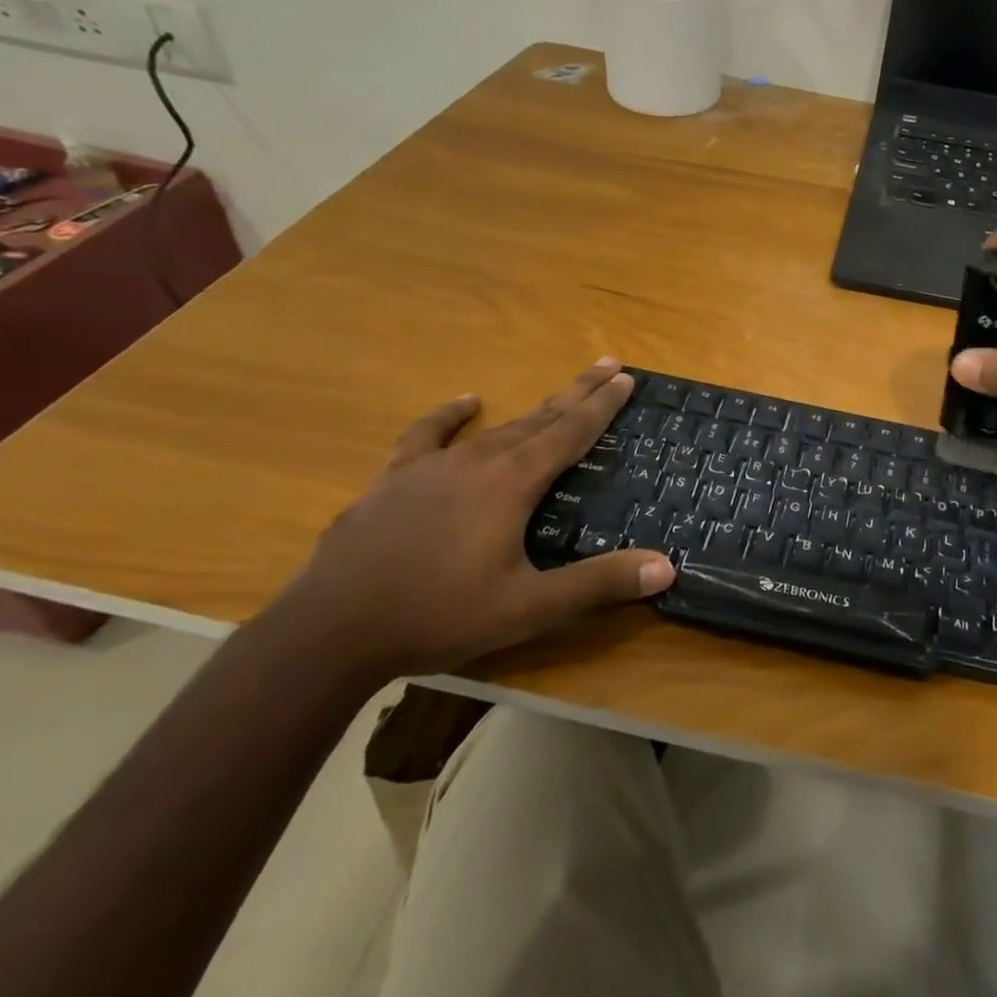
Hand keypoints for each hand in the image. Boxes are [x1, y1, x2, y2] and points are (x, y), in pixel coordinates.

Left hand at [271, 359, 672, 680]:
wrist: (329, 631)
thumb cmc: (438, 616)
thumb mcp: (528, 608)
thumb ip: (598, 584)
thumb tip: (666, 566)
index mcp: (513, 482)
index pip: (571, 432)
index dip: (602, 405)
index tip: (626, 376)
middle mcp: (479, 460)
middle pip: (541, 417)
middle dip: (578, 392)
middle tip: (608, 365)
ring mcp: (432, 466)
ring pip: (497, 427)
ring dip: (534, 408)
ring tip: (558, 395)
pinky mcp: (394, 480)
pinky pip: (428, 435)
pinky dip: (450, 416)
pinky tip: (465, 403)